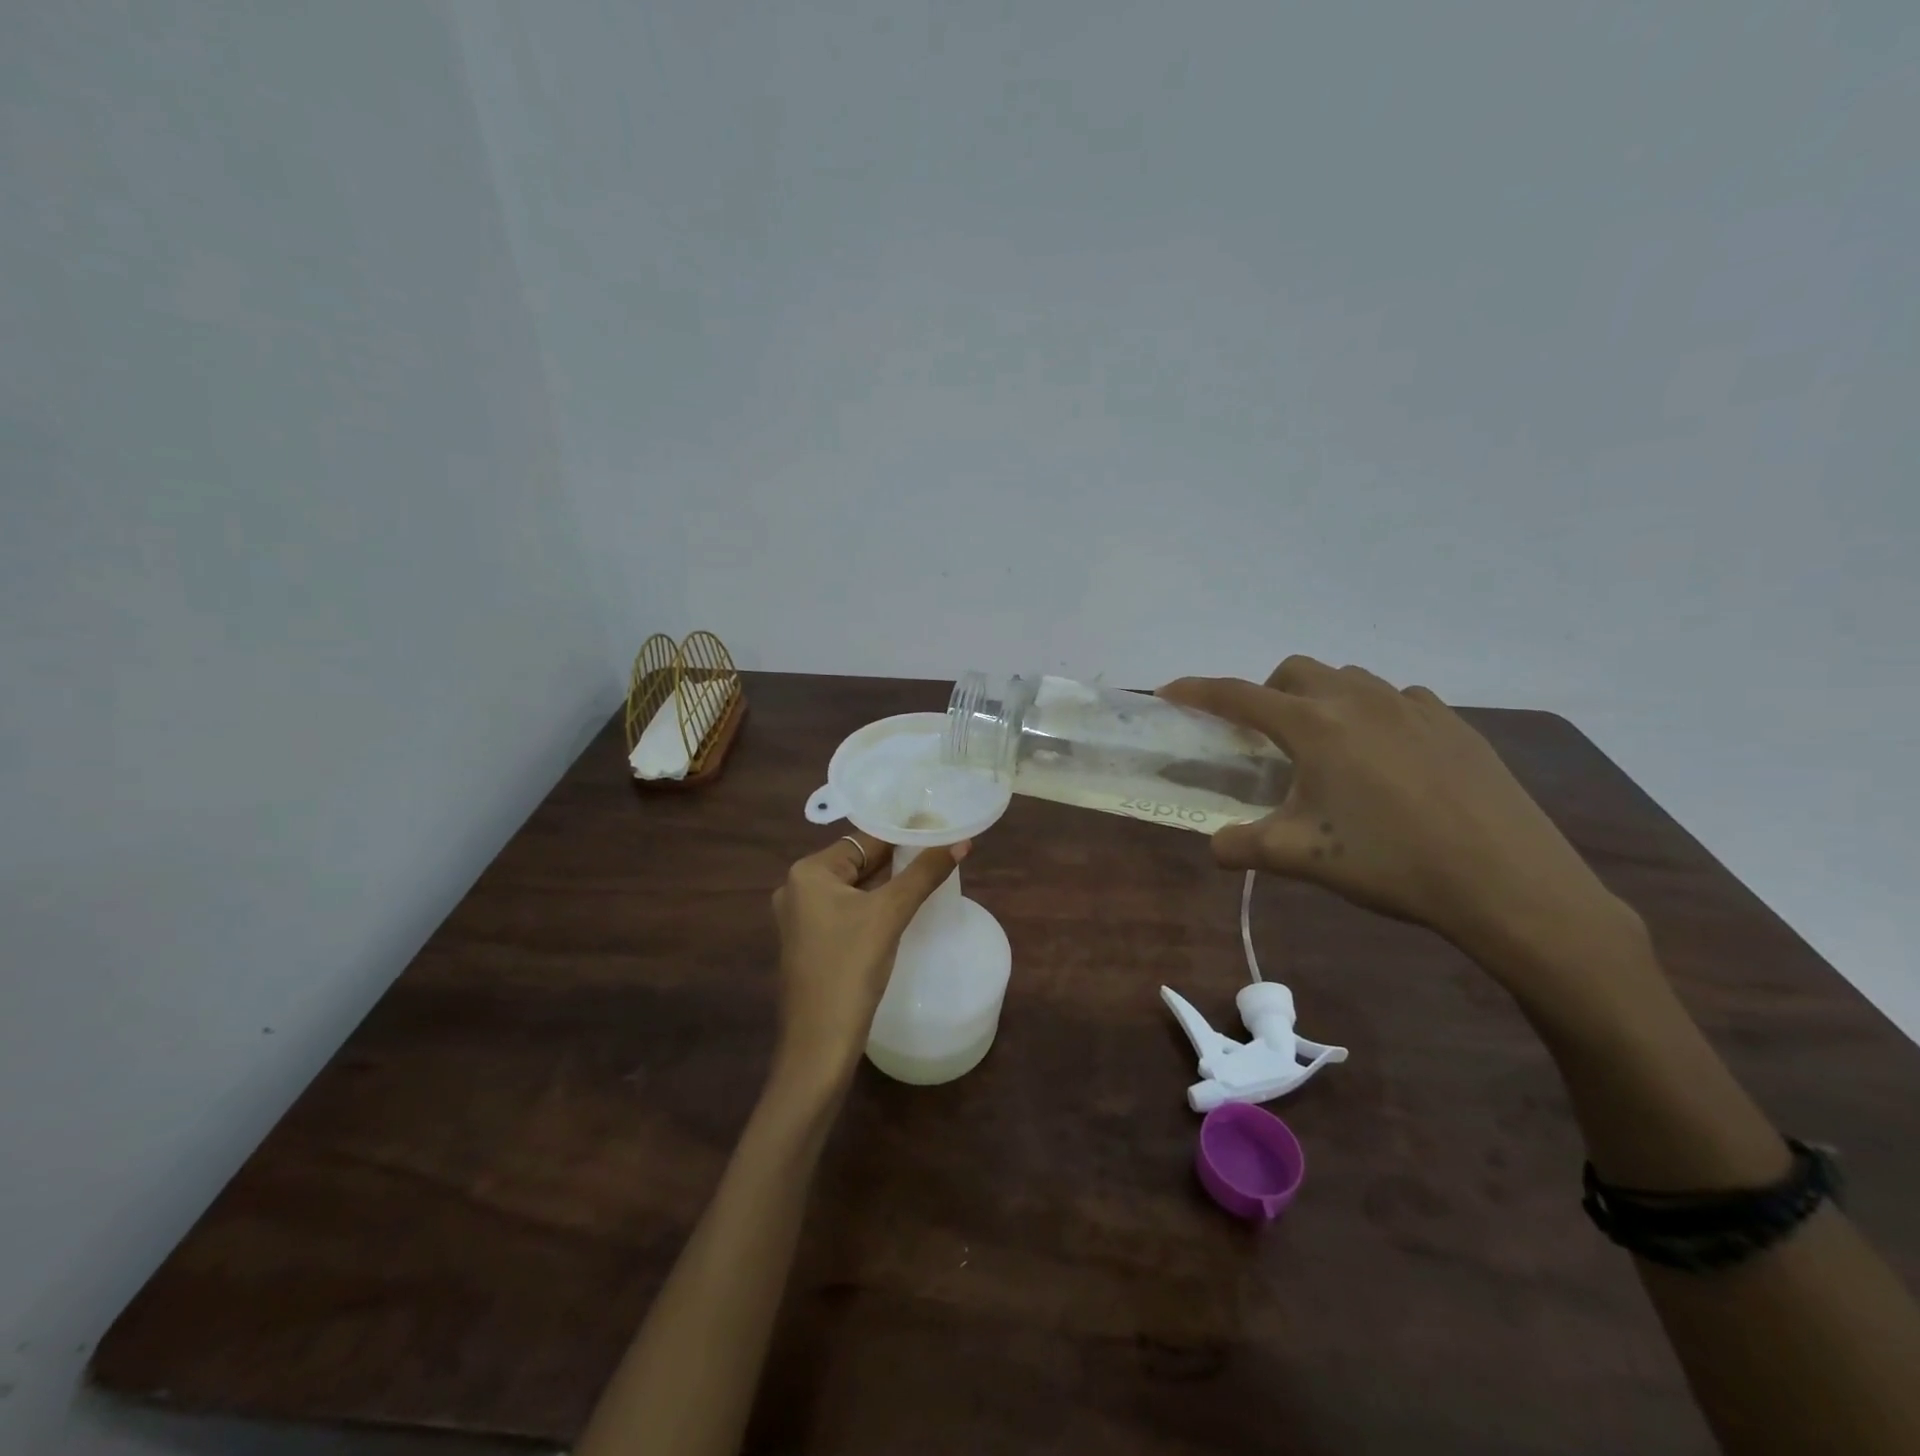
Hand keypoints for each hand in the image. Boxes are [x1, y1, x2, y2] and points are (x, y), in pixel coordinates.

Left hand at [770, 833, 968, 1088]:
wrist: (819, 1046)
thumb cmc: (850, 970)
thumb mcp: (890, 915)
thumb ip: (924, 873)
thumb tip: (961, 841)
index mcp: (808, 873)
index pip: (864, 840)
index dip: (903, 834)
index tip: (939, 830)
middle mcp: (798, 889)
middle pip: (858, 862)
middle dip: (898, 858)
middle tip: (941, 851)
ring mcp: (803, 918)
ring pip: (855, 888)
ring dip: (888, 883)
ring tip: (930, 873)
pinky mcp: (812, 943)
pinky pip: (848, 911)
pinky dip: (874, 905)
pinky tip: (903, 907)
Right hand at [1161, 659, 1640, 977]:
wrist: (1506, 882)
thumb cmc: (1389, 863)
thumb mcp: (1299, 857)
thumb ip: (1241, 846)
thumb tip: (1215, 845)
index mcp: (1314, 726)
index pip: (1239, 696)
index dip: (1198, 691)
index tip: (1170, 690)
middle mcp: (1359, 700)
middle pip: (1295, 671)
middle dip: (1266, 693)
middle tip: (1266, 739)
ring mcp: (1412, 705)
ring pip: (1348, 680)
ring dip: (1321, 700)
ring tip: (1328, 749)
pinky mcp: (1454, 722)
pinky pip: (1397, 699)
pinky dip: (1373, 714)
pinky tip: (1387, 758)